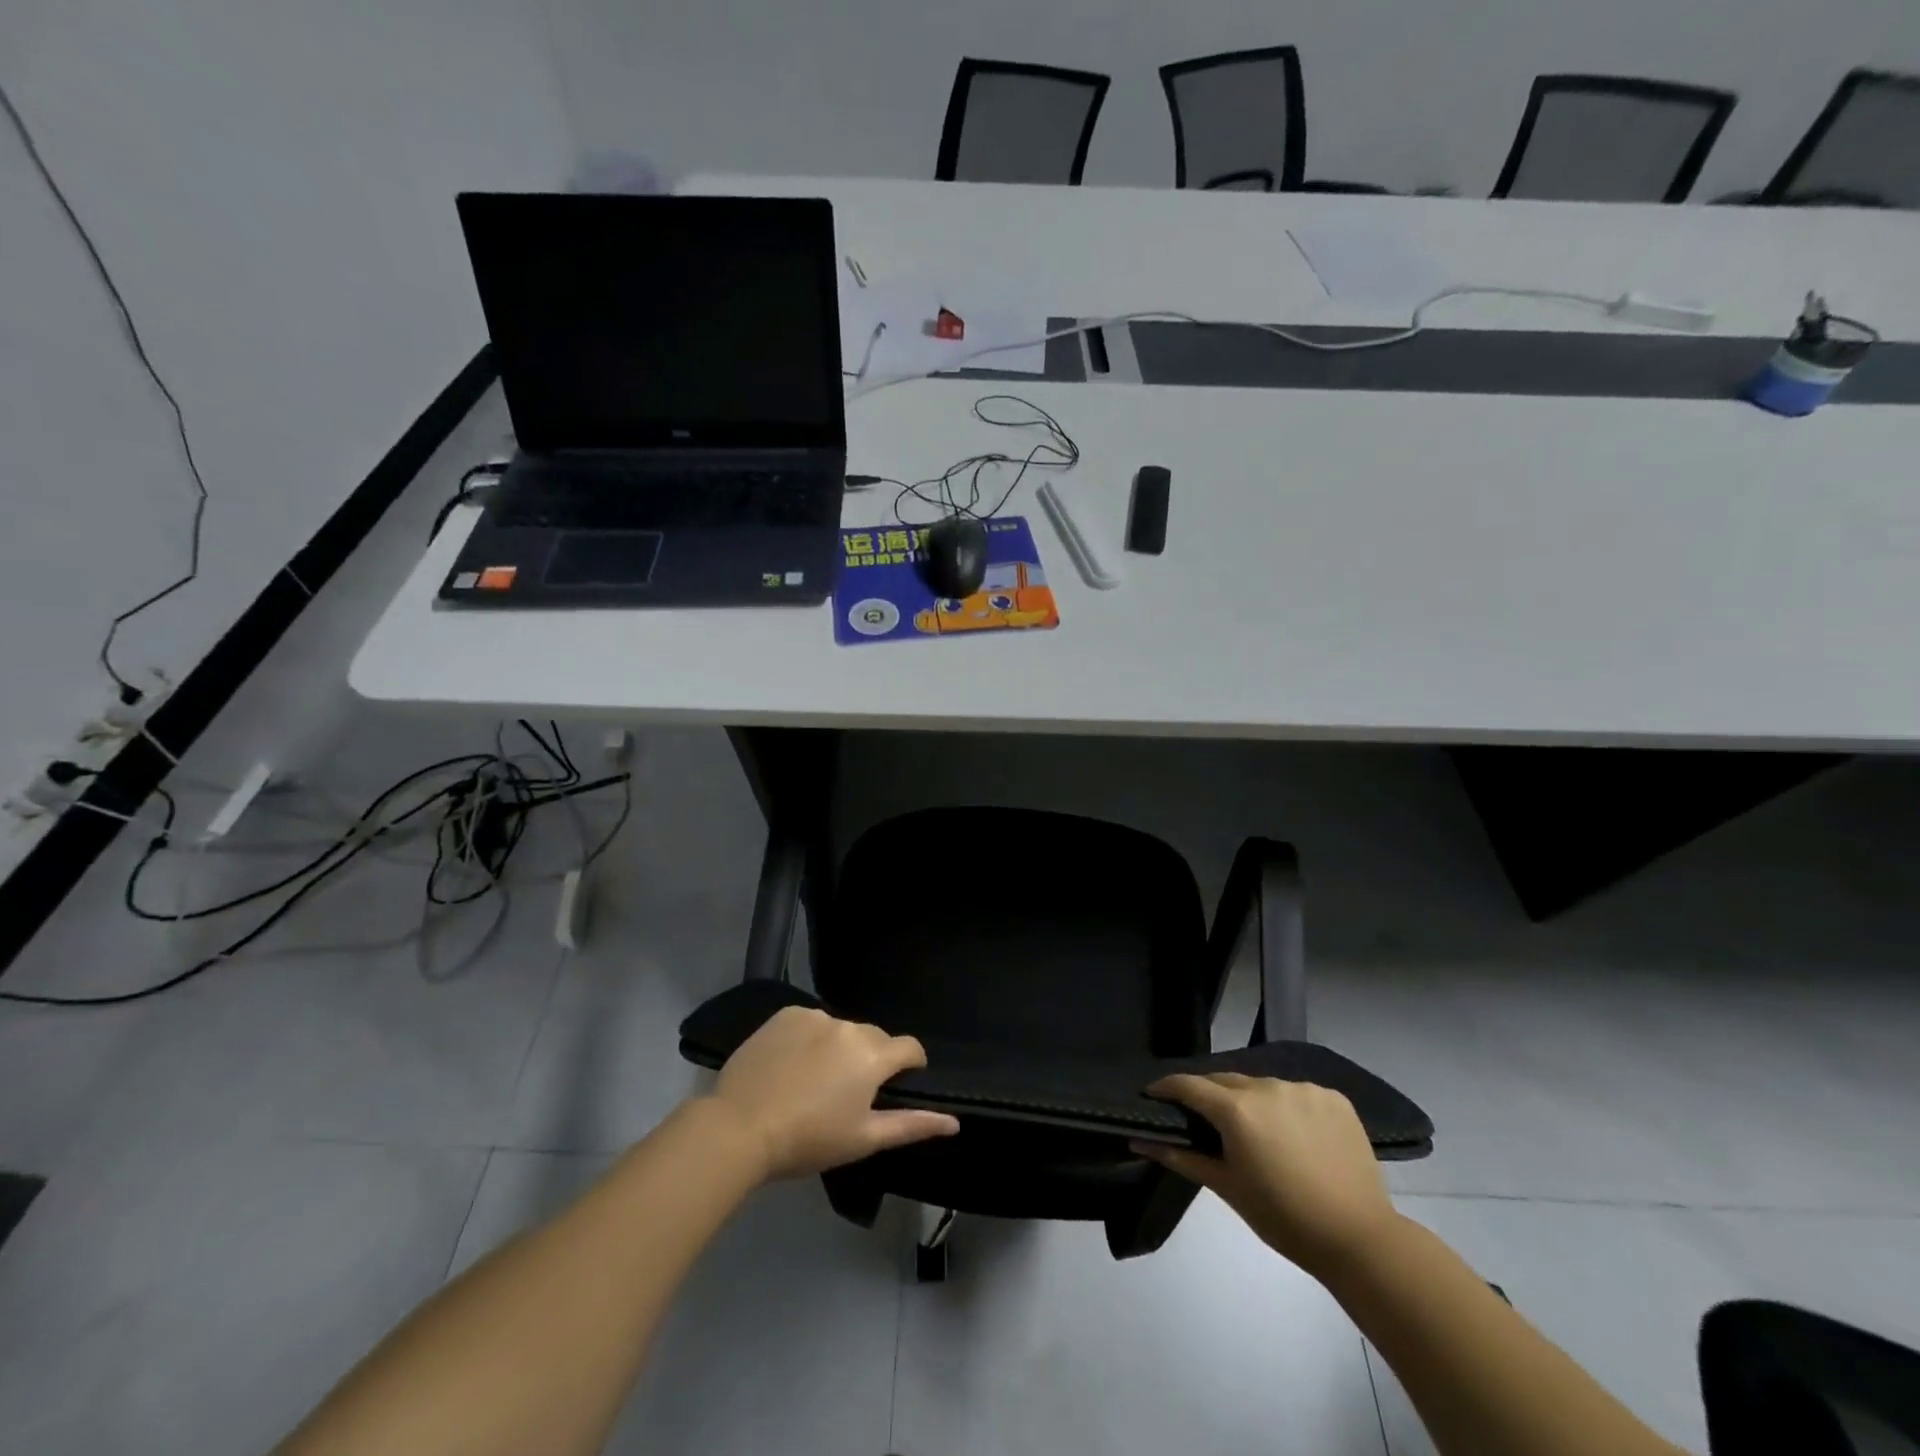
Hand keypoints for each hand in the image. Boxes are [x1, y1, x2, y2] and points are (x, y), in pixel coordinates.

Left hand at [706, 1006, 959, 1181]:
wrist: (740, 1127)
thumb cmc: (808, 1140)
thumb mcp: (863, 1139)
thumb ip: (912, 1125)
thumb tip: (955, 1122)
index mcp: (873, 1054)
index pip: (909, 1048)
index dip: (910, 1066)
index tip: (896, 1087)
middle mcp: (849, 1025)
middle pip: (874, 1038)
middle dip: (871, 1060)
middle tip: (848, 1095)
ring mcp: (814, 1015)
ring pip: (841, 1030)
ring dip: (839, 1048)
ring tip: (814, 1082)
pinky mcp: (785, 1014)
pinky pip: (810, 1023)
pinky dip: (809, 1039)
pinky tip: (791, 1066)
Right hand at [1134, 1074, 1398, 1278]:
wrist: (1361, 1240)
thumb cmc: (1284, 1219)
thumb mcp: (1228, 1188)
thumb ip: (1182, 1157)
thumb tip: (1139, 1140)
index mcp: (1237, 1110)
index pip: (1189, 1085)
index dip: (1167, 1088)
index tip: (1153, 1096)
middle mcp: (1267, 1087)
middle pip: (1225, 1081)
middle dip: (1209, 1096)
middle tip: (1203, 1121)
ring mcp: (1303, 1088)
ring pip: (1262, 1086)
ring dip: (1250, 1101)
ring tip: (1256, 1132)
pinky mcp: (1333, 1097)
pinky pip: (1296, 1093)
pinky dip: (1287, 1107)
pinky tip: (1294, 1134)